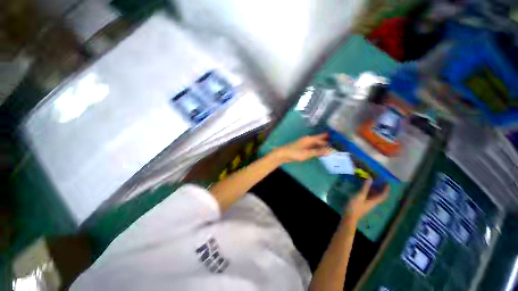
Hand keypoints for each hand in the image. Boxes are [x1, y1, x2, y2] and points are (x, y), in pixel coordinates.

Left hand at [271, 133, 331, 163]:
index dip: (330, 136)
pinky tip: (320, 153)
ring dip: (322, 147)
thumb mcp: (308, 153)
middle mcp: (308, 140)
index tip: (338, 137)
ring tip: (331, 150)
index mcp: (310, 139)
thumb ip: (319, 152)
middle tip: (337, 146)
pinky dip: (317, 150)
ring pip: (316, 144)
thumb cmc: (295, 153)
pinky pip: (312, 148)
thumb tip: (332, 150)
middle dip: (327, 143)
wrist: (283, 154)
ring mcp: (304, 144)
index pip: (322, 136)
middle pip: (319, 140)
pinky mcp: (302, 148)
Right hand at [344, 179, 389, 222]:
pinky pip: (368, 196)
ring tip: (371, 182)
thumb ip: (365, 187)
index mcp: (374, 201)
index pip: (383, 195)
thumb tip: (370, 179)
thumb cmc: (355, 206)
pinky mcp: (363, 204)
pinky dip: (368, 191)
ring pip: (373, 196)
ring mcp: (367, 204)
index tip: (387, 182)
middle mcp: (372, 202)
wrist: (349, 216)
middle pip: (379, 195)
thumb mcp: (360, 195)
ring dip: (374, 189)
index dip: (386, 189)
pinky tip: (364, 188)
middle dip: (380, 188)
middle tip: (378, 181)